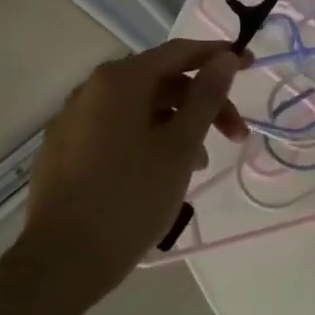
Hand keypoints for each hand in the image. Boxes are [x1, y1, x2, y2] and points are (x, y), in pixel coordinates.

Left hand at [3, 39, 249, 314]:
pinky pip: (118, 129)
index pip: (179, 52)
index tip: (252, 66)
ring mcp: (73, 120)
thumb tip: (224, 57)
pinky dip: (150, 139)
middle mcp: (91, 90)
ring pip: (141, 109)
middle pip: (161, 82)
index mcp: (119, 81)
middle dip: (204, 103)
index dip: (219, 57)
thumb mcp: (181, 146)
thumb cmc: (131, 198)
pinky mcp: (64, 150)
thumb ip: (207, 96)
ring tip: (200, 165)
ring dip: (179, 125)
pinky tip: (164, 172)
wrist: (62, 262)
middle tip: (236, 135)